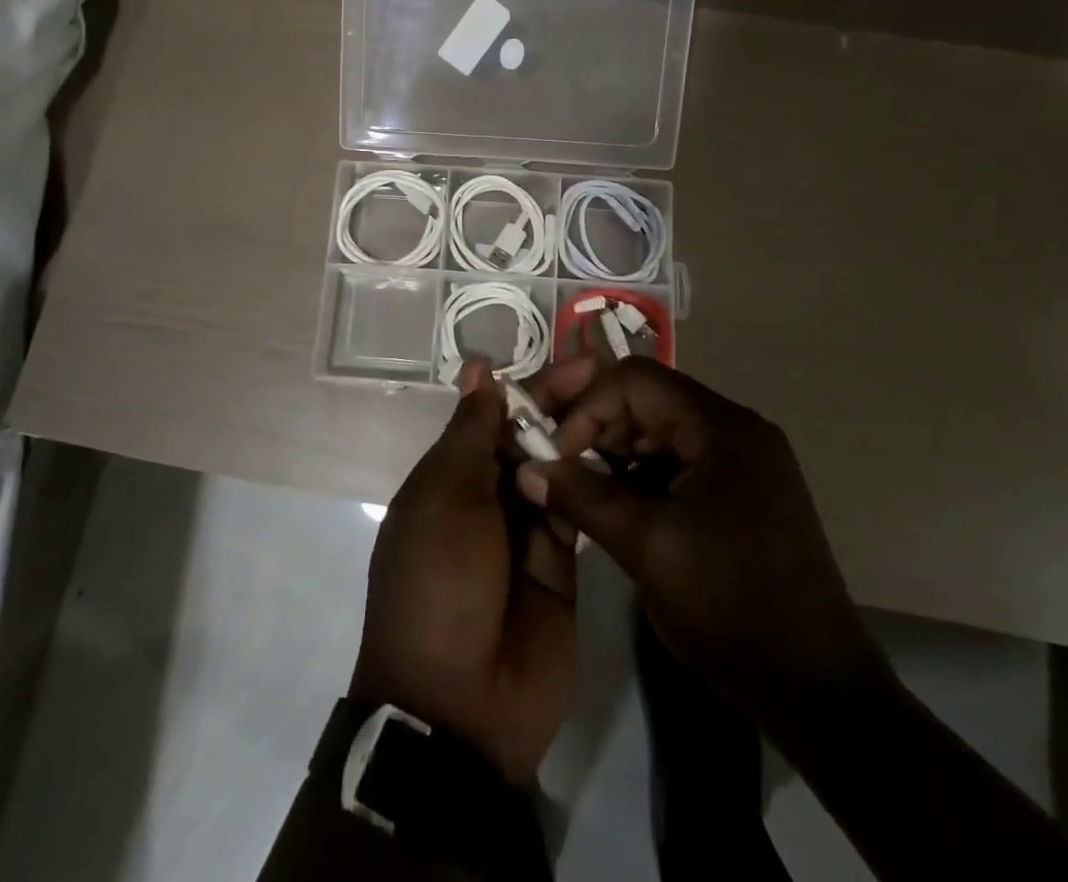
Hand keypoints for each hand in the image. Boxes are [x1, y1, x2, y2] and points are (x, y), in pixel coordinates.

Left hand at [348, 358, 588, 782]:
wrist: (462, 706)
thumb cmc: (439, 582)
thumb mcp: (446, 498)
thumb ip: (472, 433)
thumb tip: (478, 370)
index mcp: (450, 475)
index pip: (495, 414)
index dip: (533, 386)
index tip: (578, 361)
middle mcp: (488, 495)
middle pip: (529, 436)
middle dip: (565, 404)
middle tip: (612, 376)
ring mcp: (527, 528)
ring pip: (557, 468)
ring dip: (583, 438)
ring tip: (627, 404)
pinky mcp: (562, 561)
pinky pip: (579, 510)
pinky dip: (596, 483)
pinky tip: (627, 453)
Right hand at [518, 358, 892, 741]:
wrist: (817, 690)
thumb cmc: (732, 609)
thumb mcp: (648, 549)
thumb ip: (584, 498)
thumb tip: (528, 468)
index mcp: (723, 428)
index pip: (637, 379)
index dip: (588, 406)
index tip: (558, 454)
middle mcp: (735, 429)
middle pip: (648, 398)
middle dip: (598, 426)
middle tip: (562, 468)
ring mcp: (742, 460)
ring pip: (659, 430)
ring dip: (616, 452)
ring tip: (584, 490)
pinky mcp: (740, 489)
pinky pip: (677, 460)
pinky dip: (641, 475)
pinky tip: (618, 506)